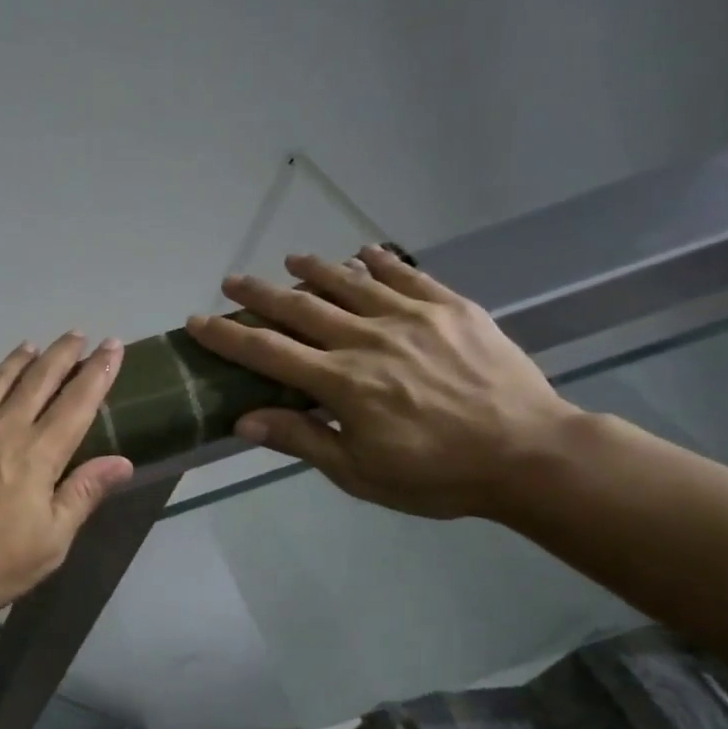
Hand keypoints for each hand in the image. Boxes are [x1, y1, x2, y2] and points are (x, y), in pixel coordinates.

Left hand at [0, 333, 136, 616]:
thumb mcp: (50, 542)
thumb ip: (83, 494)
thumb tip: (122, 461)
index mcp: (38, 455)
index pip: (77, 403)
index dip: (98, 372)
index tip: (112, 346)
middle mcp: (4, 428)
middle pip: (39, 381)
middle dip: (62, 355)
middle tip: (77, 334)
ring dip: (18, 360)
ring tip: (32, 346)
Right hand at [184, 246, 577, 518]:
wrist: (530, 454)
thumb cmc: (438, 475)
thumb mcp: (360, 473)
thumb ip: (302, 439)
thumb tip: (244, 419)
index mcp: (342, 383)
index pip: (268, 352)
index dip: (228, 336)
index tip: (197, 320)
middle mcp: (368, 339)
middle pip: (301, 308)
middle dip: (259, 294)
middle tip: (232, 281)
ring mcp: (411, 317)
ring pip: (350, 282)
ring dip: (314, 269)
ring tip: (290, 260)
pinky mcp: (451, 307)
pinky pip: (406, 274)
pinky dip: (379, 262)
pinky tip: (363, 253)